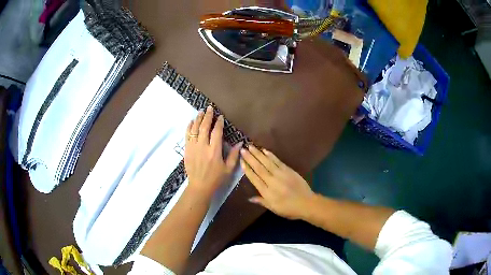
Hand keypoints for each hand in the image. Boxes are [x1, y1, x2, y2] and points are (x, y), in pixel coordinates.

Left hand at [185, 106, 241, 199]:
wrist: (199, 186)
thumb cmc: (216, 178)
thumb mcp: (229, 169)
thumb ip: (234, 155)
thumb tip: (240, 143)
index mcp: (214, 151)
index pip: (216, 132)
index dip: (218, 123)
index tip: (220, 116)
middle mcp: (203, 147)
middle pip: (204, 127)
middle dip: (207, 116)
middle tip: (209, 108)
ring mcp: (193, 147)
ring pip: (194, 129)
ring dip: (198, 119)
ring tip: (201, 111)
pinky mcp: (187, 150)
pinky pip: (187, 135)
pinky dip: (189, 127)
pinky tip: (191, 122)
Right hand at [240, 145, 313, 219]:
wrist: (307, 203)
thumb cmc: (289, 209)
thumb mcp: (274, 209)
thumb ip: (262, 201)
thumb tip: (249, 198)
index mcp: (267, 192)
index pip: (254, 179)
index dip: (247, 170)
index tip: (241, 161)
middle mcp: (272, 181)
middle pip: (259, 168)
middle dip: (250, 158)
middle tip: (243, 150)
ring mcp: (281, 174)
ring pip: (267, 162)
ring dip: (258, 154)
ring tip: (251, 146)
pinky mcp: (289, 170)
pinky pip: (278, 161)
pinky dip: (271, 156)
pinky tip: (265, 150)